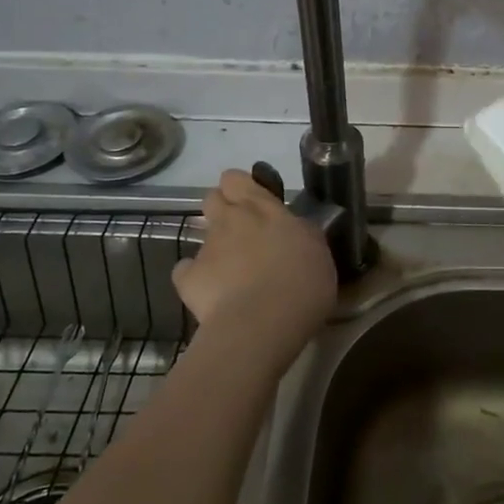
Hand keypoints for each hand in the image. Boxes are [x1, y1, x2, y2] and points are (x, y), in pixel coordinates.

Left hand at [172, 169, 337, 368]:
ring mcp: (206, 248)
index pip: (236, 179)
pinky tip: (213, 293)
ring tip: (235, 273)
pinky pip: (186, 271)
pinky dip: (196, 278)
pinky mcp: (187, 279)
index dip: (241, 187)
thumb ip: (302, 233)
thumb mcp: (318, 251)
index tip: (255, 203)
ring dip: (216, 247)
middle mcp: (230, 220)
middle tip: (244, 233)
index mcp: (261, 208)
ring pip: (203, 235)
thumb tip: (296, 228)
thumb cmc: (301, 283)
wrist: (261, 324)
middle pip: (212, 198)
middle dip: (223, 209)